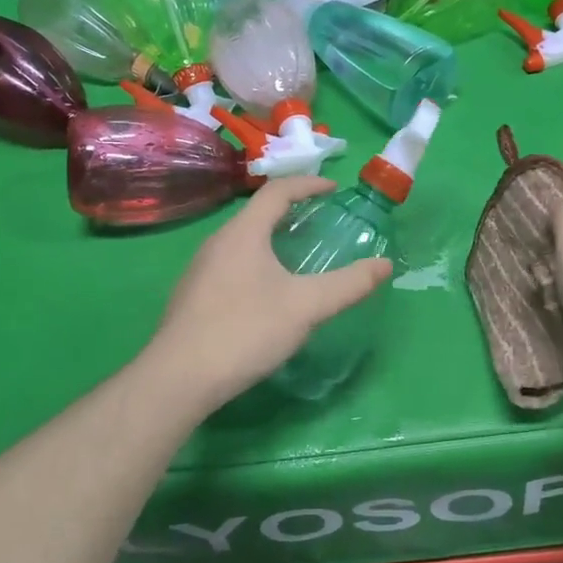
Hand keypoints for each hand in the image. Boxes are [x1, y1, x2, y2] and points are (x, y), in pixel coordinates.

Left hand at [148, 176, 392, 406]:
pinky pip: (231, 264)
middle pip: (257, 213)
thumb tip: (385, 265)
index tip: (334, 189)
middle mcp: (217, 242)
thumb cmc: (245, 330)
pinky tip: (266, 292)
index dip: (308, 184)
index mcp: (243, 233)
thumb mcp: (306, 307)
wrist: (178, 378)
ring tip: (296, 255)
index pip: (277, 191)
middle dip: (291, 211)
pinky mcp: (193, 296)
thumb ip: (348, 284)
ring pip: (242, 240)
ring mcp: (200, 270)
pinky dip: (256, 261)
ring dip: (271, 238)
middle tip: (319, 222)